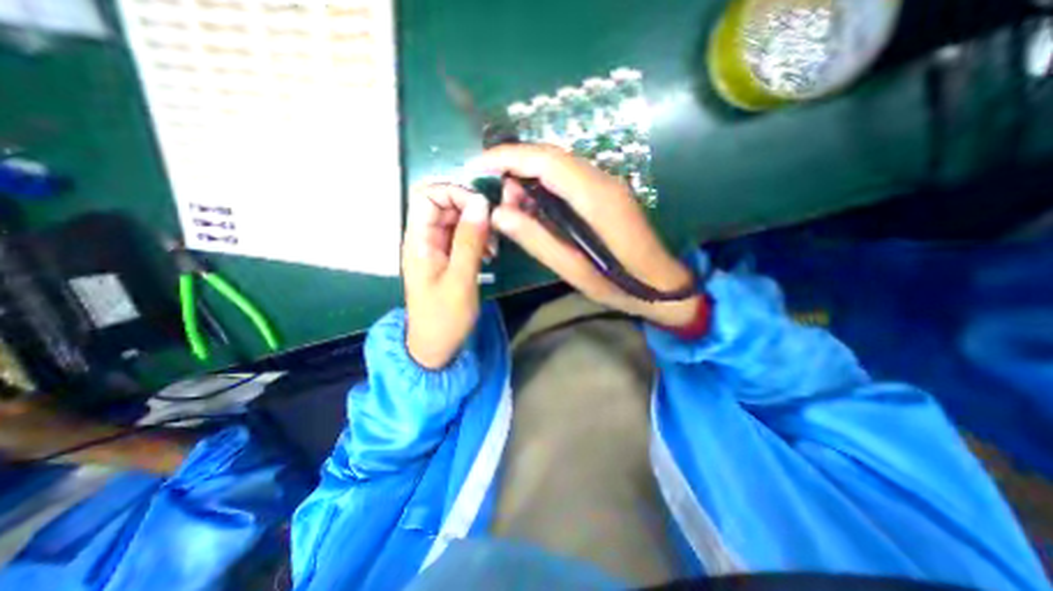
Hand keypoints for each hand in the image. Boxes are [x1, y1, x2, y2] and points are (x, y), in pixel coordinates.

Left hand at [403, 186, 492, 367]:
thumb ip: (469, 241)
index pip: (428, 195)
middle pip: (444, 204)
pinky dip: (478, 239)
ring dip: (477, 225)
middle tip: (494, 228)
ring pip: (456, 220)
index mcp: (419, 240)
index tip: (482, 207)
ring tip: (494, 246)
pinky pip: (462, 237)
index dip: (454, 193)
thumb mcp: (460, 280)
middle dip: (471, 209)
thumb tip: (481, 203)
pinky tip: (490, 253)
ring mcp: (437, 249)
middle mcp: (425, 239)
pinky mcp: (448, 259)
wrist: (436, 347)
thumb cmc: (444, 318)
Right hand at [476, 144, 696, 327]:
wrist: (662, 284)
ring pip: (560, 164)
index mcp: (596, 198)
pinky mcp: (608, 191)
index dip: (510, 157)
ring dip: (531, 175)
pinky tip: (537, 205)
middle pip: (552, 156)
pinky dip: (546, 183)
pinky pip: (570, 176)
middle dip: (517, 165)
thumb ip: (536, 240)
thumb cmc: (619, 284)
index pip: (547, 161)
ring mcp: (608, 183)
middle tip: (499, 196)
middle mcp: (603, 180)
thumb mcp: (573, 270)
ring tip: (515, 204)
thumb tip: (499, 214)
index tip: (480, 164)